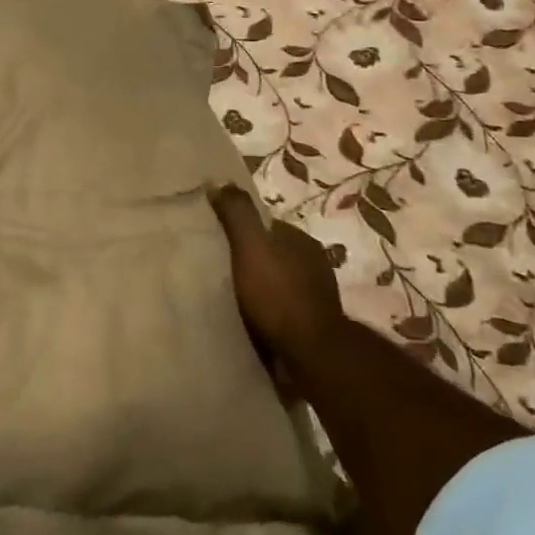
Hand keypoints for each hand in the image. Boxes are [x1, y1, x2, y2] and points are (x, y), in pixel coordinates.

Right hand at [209, 185, 345, 370]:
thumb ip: (237, 213)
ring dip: (260, 287)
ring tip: (231, 296)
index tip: (217, 239)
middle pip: (273, 253)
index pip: (266, 225)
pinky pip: (283, 308)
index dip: (242, 229)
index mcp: (301, 239)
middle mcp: (314, 262)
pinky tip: (251, 318)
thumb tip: (218, 180)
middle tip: (219, 269)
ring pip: (279, 281)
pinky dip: (268, 310)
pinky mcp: (313, 324)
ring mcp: (317, 295)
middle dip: (251, 259)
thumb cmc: (278, 294)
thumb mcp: (251, 246)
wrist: (312, 354)